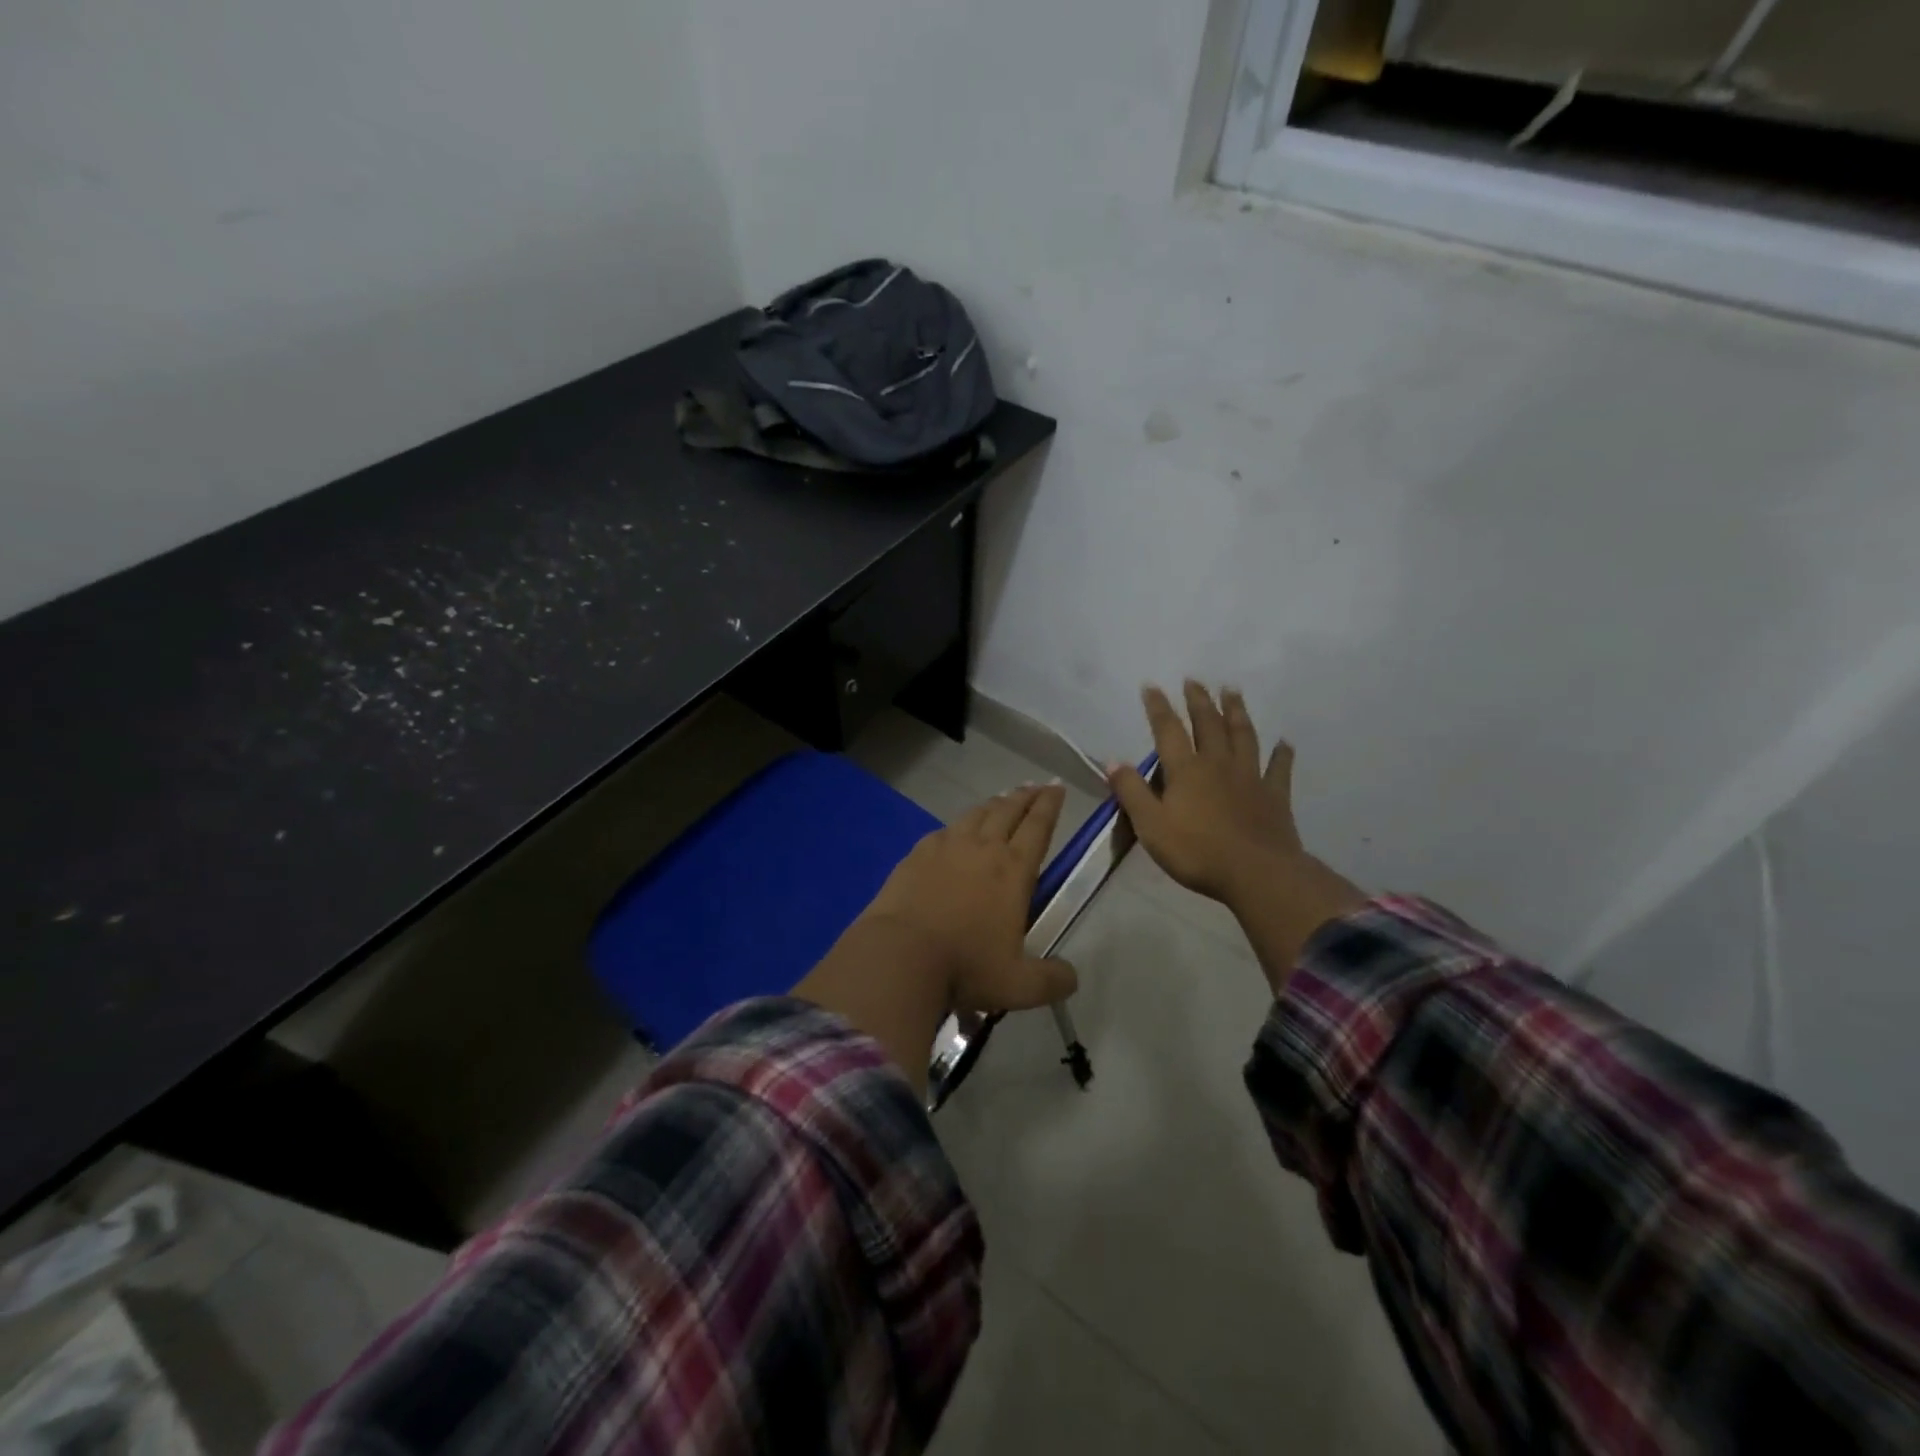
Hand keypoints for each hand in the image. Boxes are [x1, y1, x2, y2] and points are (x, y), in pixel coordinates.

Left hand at [864, 784, 1077, 1013]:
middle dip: (1025, 796)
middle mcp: (982, 848)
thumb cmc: (965, 966)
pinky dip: (957, 826)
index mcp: (1013, 870)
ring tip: (1001, 800)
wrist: (900, 955)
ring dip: (993, 804)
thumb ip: (1051, 981)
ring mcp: (946, 847)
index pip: (1038, 827)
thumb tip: (1071, 978)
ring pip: (976, 814)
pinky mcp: (917, 855)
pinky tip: (955, 831)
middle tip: (1036, 786)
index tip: (1057, 787)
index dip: (1050, 805)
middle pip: (1008, 811)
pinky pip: (943, 831)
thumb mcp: (1019, 985)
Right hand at [1107, 683, 1365, 992]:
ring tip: (1233, 691)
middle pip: (1208, 725)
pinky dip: (1282, 754)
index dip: (1158, 707)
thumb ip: (1131, 792)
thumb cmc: (1196, 852)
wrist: (1257, 873)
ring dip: (1237, 712)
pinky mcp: (1275, 796)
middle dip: (1199, 701)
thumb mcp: (1151, 825)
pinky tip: (1285, 742)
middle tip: (1194, 680)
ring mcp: (1250, 777)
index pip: (1168, 731)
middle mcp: (1218, 764)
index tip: (1151, 686)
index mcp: (1186, 771)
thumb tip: (1113, 761)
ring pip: (1243, 736)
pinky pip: (1279, 768)